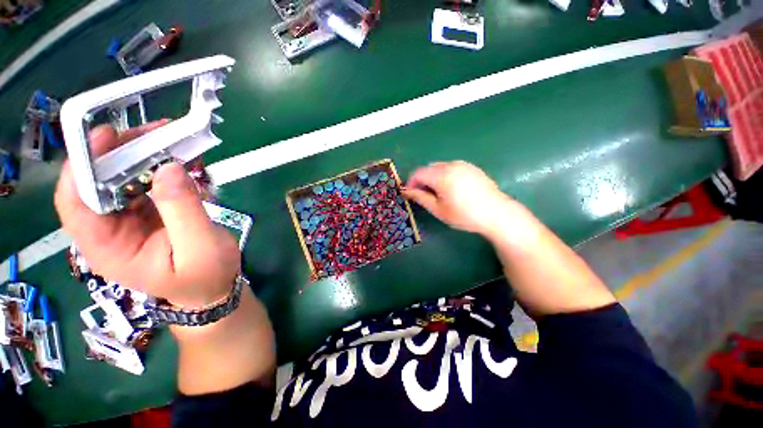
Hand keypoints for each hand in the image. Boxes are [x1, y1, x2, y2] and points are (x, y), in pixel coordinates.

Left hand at [55, 123, 240, 307]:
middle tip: (152, 132)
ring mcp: (129, 219)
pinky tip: (181, 159)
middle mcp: (110, 230)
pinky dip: (162, 167)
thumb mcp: (199, 247)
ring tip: (170, 139)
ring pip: (123, 178)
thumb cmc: (206, 276)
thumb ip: (183, 211)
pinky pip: (148, 182)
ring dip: (143, 155)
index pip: (75, 204)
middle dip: (120, 153)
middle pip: (98, 183)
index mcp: (109, 248)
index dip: (82, 167)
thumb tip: (169, 168)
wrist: (215, 286)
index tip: (105, 137)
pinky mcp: (149, 212)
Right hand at [402, 161, 513, 235]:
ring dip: (433, 178)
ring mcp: (463, 165)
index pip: (418, 173)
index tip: (410, 194)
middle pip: (428, 168)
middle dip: (422, 180)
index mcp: (442, 175)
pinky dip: (444, 176)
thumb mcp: (438, 209)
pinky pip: (451, 168)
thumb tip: (406, 191)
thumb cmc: (465, 215)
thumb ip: (420, 197)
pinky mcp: (471, 168)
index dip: (411, 183)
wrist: (497, 214)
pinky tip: (451, 189)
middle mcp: (451, 165)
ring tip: (438, 194)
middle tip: (423, 196)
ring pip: (440, 167)